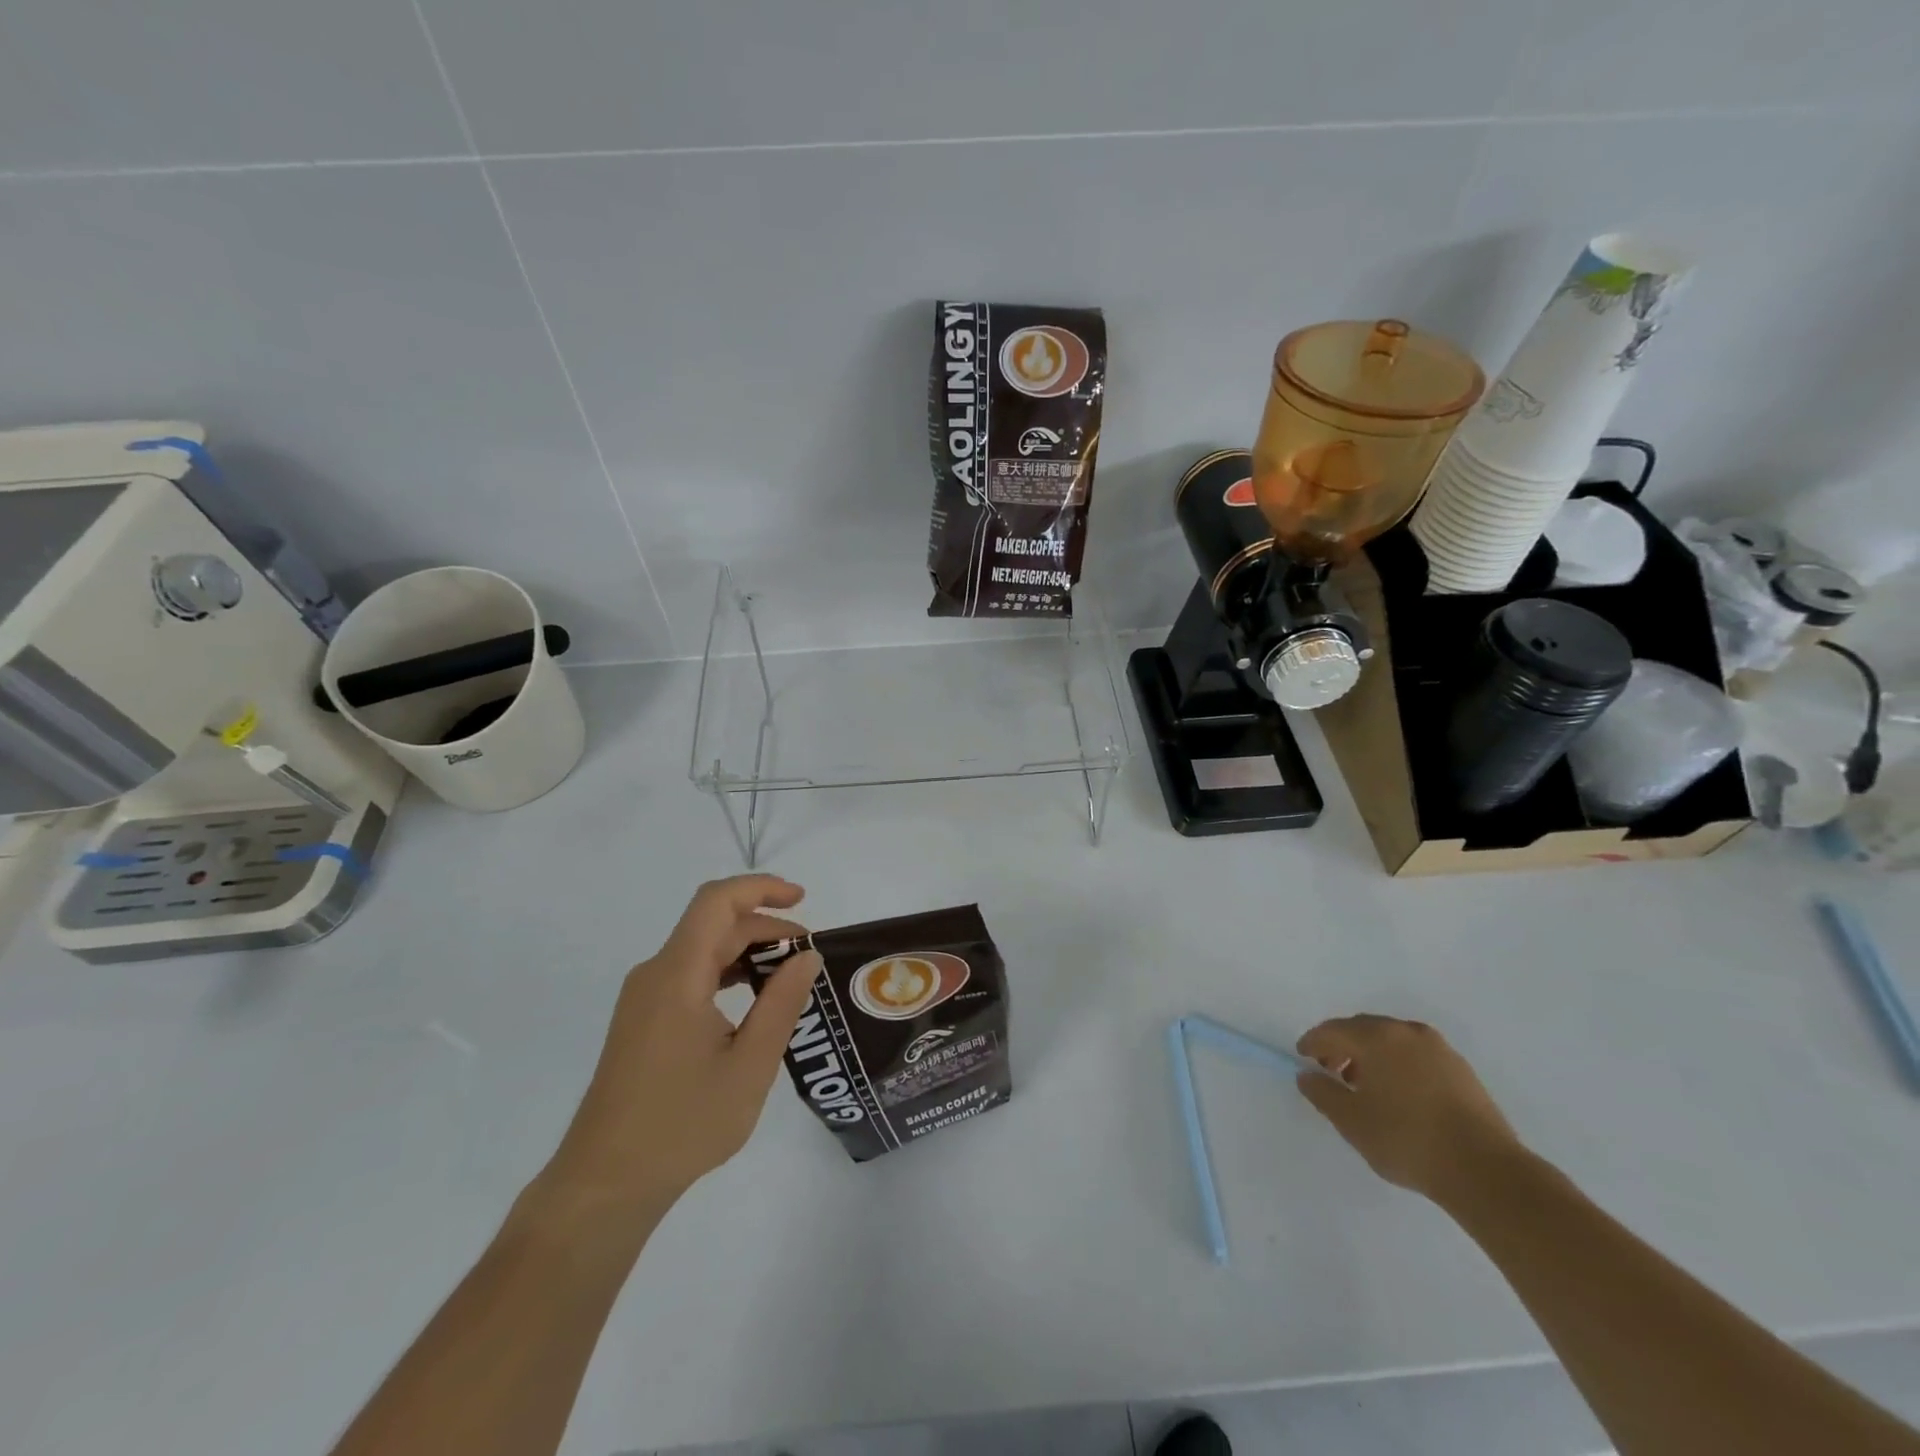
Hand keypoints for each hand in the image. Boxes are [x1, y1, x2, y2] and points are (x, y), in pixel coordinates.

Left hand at [539, 876, 822, 1222]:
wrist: (605, 1184)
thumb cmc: (683, 1124)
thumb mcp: (750, 1065)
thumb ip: (781, 1003)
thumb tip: (806, 957)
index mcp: (677, 976)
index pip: (717, 902)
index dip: (761, 888)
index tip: (802, 900)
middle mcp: (655, 975)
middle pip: (714, 926)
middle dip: (766, 928)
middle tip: (809, 957)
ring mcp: (644, 998)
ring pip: (702, 950)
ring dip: (748, 952)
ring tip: (789, 978)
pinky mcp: (642, 1020)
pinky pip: (689, 976)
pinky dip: (727, 974)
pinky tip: (752, 1003)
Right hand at [1295, 1015, 1521, 1202]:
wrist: (1486, 1171)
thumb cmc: (1407, 1140)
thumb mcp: (1351, 1122)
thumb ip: (1322, 1093)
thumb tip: (1307, 1075)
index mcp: (1376, 1037)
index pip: (1332, 1030)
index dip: (1312, 1043)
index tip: (1303, 1060)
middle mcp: (1406, 1031)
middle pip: (1362, 1029)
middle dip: (1342, 1047)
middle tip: (1331, 1073)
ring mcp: (1438, 1048)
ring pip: (1391, 1041)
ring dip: (1371, 1056)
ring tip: (1365, 1088)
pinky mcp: (1461, 1069)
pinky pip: (1416, 1055)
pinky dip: (1398, 1065)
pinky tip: (1399, 1095)